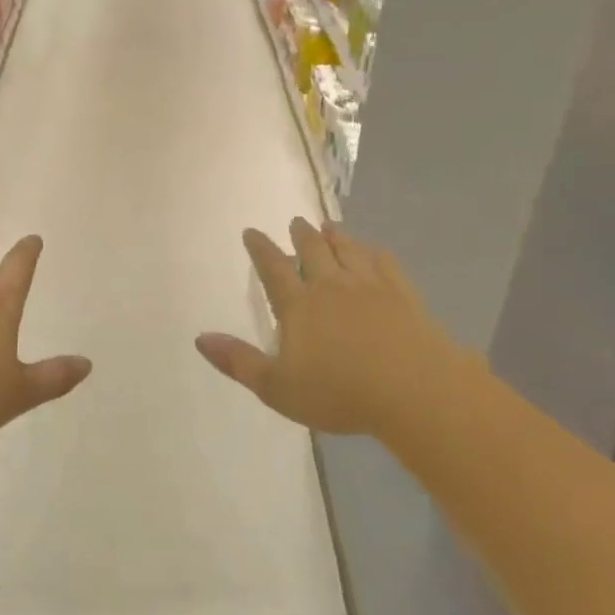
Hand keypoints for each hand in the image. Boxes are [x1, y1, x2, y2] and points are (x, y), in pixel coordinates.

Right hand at [196, 219, 478, 435]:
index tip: (252, 231)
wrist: (414, 390)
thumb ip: (238, 361)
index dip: (260, 249)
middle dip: (302, 234)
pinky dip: (374, 252)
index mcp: (299, 305)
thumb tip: (200, 338)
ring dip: (336, 236)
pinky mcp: (403, 294)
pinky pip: (384, 263)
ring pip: (348, 250)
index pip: (273, 268)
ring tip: (329, 225)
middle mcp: (331, 285)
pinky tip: (373, 251)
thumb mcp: (277, 387)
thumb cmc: (340, 393)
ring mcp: (369, 286)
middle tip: (296, 221)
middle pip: (313, 250)